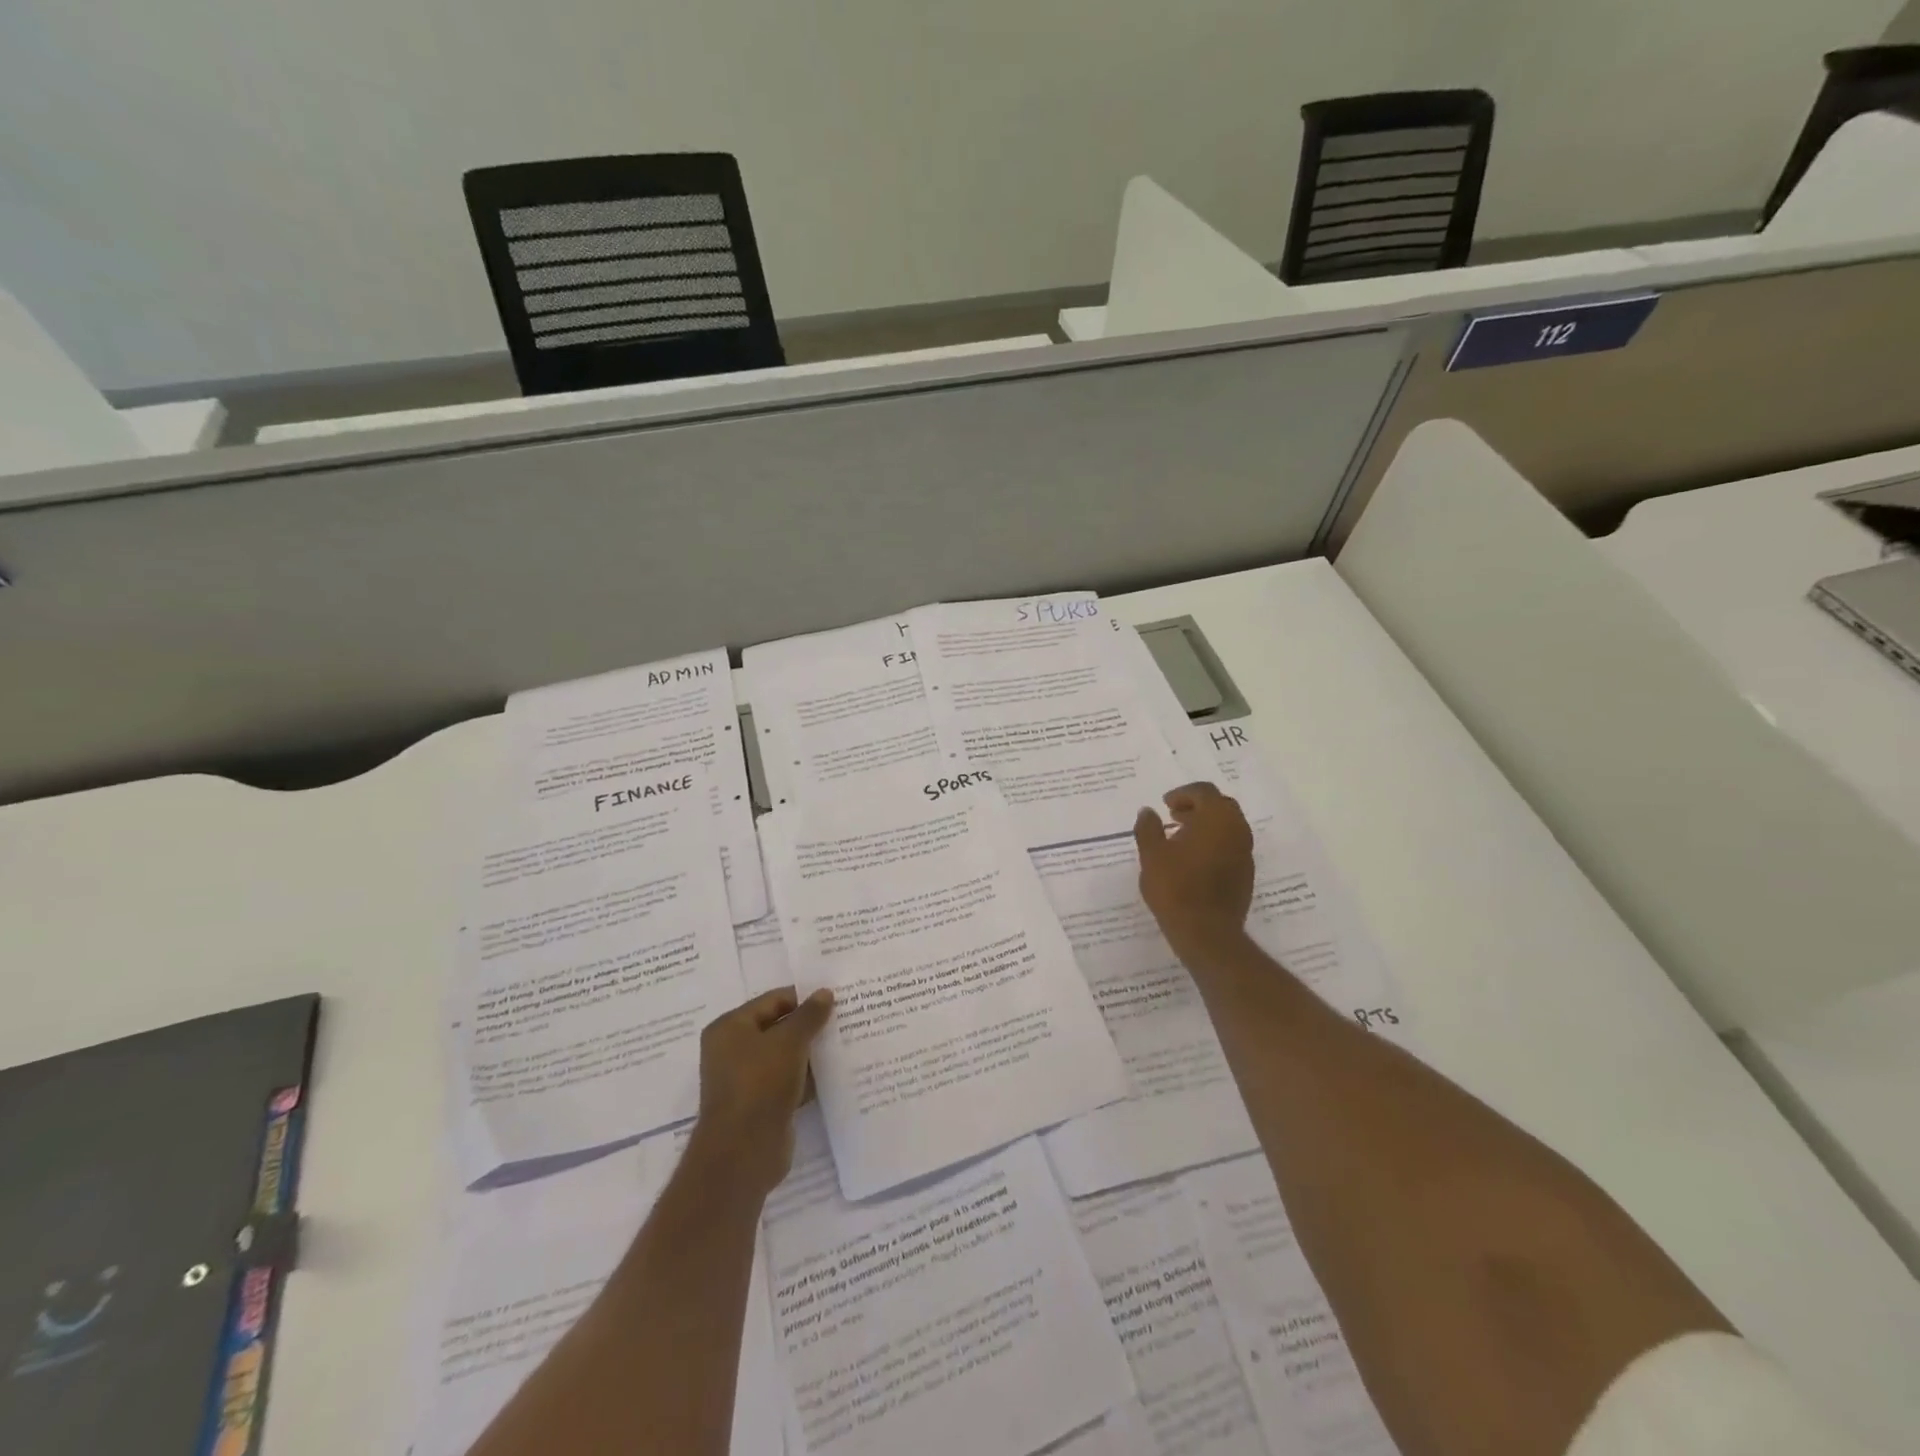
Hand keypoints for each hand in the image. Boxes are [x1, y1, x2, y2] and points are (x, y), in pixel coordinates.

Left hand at [689, 987, 833, 1196]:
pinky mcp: (760, 1105)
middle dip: (808, 1025)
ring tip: (845, 1043)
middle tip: (844, 1019)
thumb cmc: (760, 1083)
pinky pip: (787, 1081)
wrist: (743, 1151)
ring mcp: (745, 1080)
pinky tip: (834, 1074)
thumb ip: (809, 1015)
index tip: (835, 999)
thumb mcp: (789, 1041)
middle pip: (778, 1028)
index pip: (773, 1001)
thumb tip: (825, 992)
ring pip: (785, 1056)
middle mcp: (732, 1050)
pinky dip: (806, 1078)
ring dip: (810, 1052)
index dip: (803, 998)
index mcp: (730, 1027)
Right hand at [1134, 782, 1254, 962]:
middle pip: (1221, 805)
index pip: (1204, 791)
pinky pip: (1231, 846)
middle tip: (1174, 816)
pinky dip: (1214, 843)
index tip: (1165, 804)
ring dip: (1206, 825)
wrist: (1207, 933)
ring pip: (1228, 826)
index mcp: (1217, 818)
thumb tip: (1148, 811)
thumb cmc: (1176, 888)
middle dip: (1197, 806)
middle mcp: (1238, 830)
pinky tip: (1193, 859)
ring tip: (1180, 838)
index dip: (1183, 793)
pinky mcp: (1246, 873)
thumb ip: (1148, 828)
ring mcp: (1246, 853)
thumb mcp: (1152, 855)